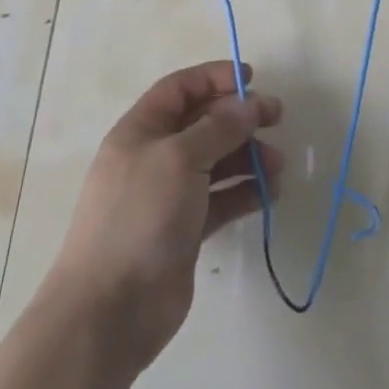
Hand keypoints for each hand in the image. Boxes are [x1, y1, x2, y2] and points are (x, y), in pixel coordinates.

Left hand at [49, 60, 283, 372]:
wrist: (110, 311)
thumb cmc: (139, 217)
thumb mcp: (180, 158)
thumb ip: (219, 128)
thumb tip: (250, 104)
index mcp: (141, 131)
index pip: (180, 89)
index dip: (215, 78)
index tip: (252, 78)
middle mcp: (155, 157)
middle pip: (203, 123)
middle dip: (240, 117)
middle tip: (277, 118)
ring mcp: (170, 196)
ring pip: (217, 162)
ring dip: (249, 156)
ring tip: (278, 165)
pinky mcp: (186, 230)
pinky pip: (222, 199)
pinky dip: (246, 192)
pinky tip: (271, 193)